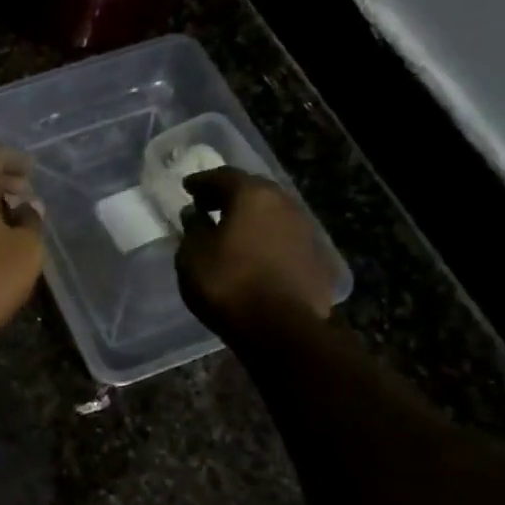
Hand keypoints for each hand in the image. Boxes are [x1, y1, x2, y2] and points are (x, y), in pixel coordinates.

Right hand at [175, 167, 338, 328]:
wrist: (282, 328)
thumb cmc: (228, 284)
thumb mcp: (193, 255)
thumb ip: (193, 229)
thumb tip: (195, 214)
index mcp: (253, 196)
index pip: (224, 176)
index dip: (202, 181)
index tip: (187, 188)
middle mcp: (285, 204)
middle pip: (254, 190)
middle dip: (229, 195)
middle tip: (209, 204)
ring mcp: (306, 231)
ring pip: (273, 214)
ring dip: (251, 218)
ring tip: (231, 230)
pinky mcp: (316, 259)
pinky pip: (284, 238)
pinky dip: (266, 239)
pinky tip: (254, 254)